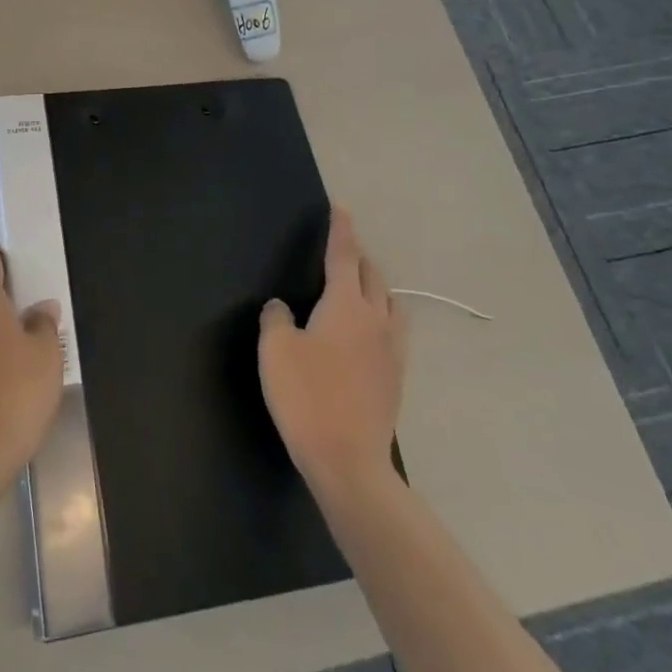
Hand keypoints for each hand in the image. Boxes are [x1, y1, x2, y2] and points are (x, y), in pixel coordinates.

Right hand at [259, 205, 407, 499]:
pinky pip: (393, 330)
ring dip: (374, 287)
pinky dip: (381, 317)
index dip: (341, 230)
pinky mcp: (396, 378)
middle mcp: (375, 319)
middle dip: (357, 258)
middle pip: (372, 276)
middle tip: (339, 253)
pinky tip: (365, 334)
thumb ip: (276, 318)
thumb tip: (283, 308)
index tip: (341, 208)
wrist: (348, 462)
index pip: (344, 255)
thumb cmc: (306, 396)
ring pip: (389, 303)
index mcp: (345, 304)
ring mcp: (391, 351)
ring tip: (356, 290)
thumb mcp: (275, 349)